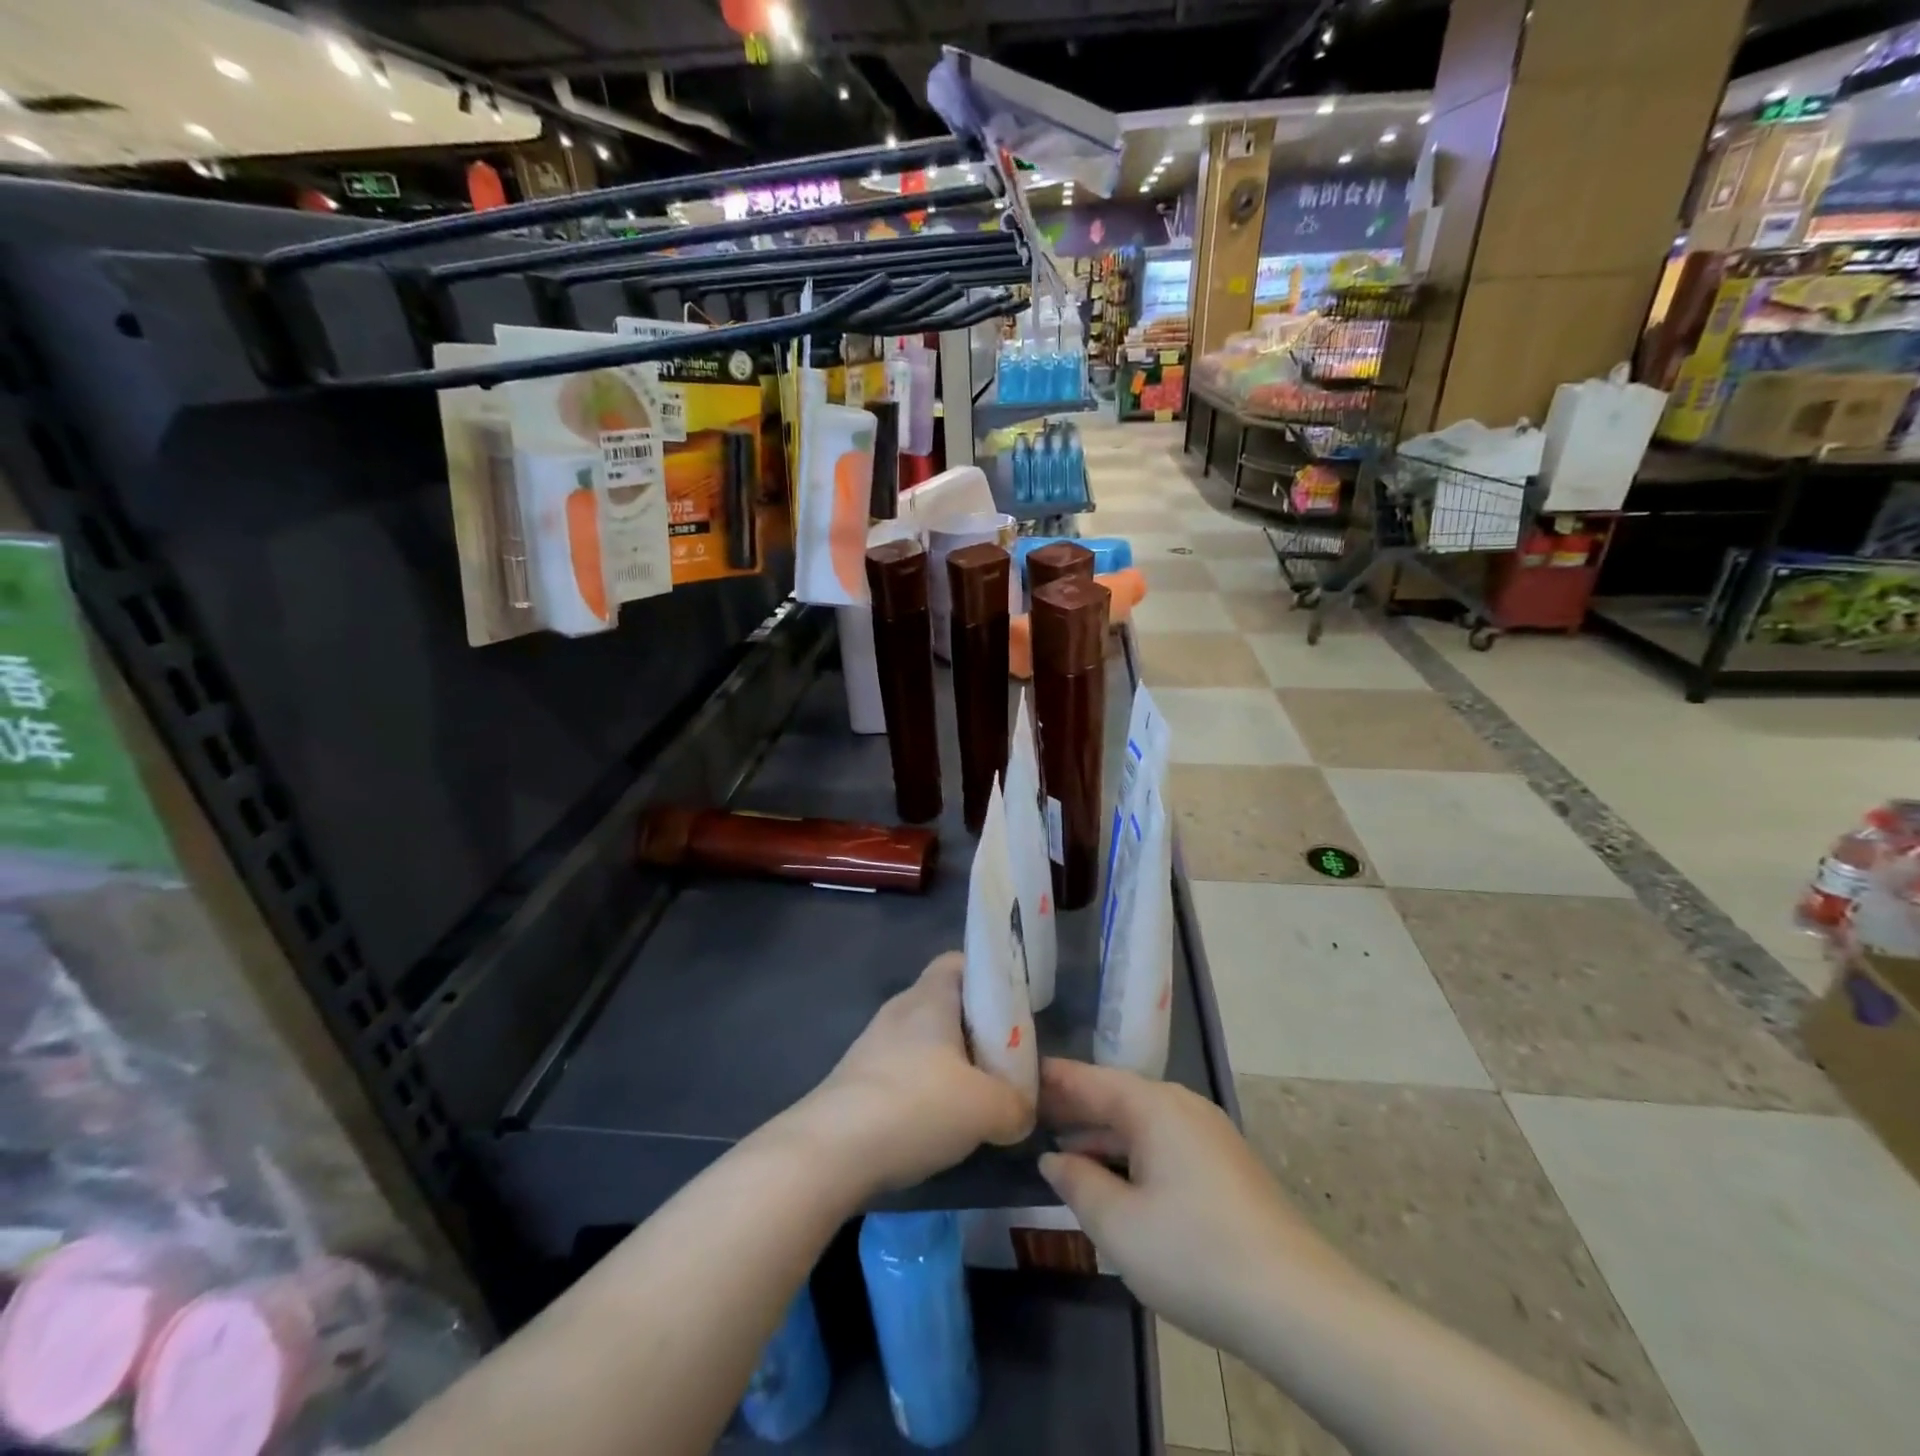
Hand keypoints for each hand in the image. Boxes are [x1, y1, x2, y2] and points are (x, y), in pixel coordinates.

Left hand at [789, 953, 1035, 1198]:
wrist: (830, 1151)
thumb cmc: (916, 1106)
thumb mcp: (988, 1108)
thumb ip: (1016, 1104)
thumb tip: (1021, 1111)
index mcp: (930, 997)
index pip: (959, 962)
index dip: (989, 978)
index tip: (1013, 1011)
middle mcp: (899, 1010)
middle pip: (946, 1005)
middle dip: (977, 1030)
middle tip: (1005, 1062)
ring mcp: (873, 1045)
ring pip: (925, 1043)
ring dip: (951, 1065)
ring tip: (976, 1101)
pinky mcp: (857, 1081)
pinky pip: (903, 1072)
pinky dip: (924, 1091)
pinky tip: (937, 1126)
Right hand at [1037, 1057, 1346, 1350]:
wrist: (1298, 1305)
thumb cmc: (1195, 1254)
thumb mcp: (1119, 1225)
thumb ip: (1077, 1183)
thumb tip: (1053, 1159)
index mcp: (1154, 1105)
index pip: (1090, 1079)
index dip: (1053, 1079)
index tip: (1017, 1075)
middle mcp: (1182, 1106)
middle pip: (1117, 1096)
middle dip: (1074, 1107)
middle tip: (1029, 1114)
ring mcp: (1209, 1134)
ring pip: (1141, 1122)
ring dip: (1102, 1134)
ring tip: (1061, 1147)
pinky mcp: (1224, 1165)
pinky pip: (1164, 1143)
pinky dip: (1131, 1151)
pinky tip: (1113, 1177)